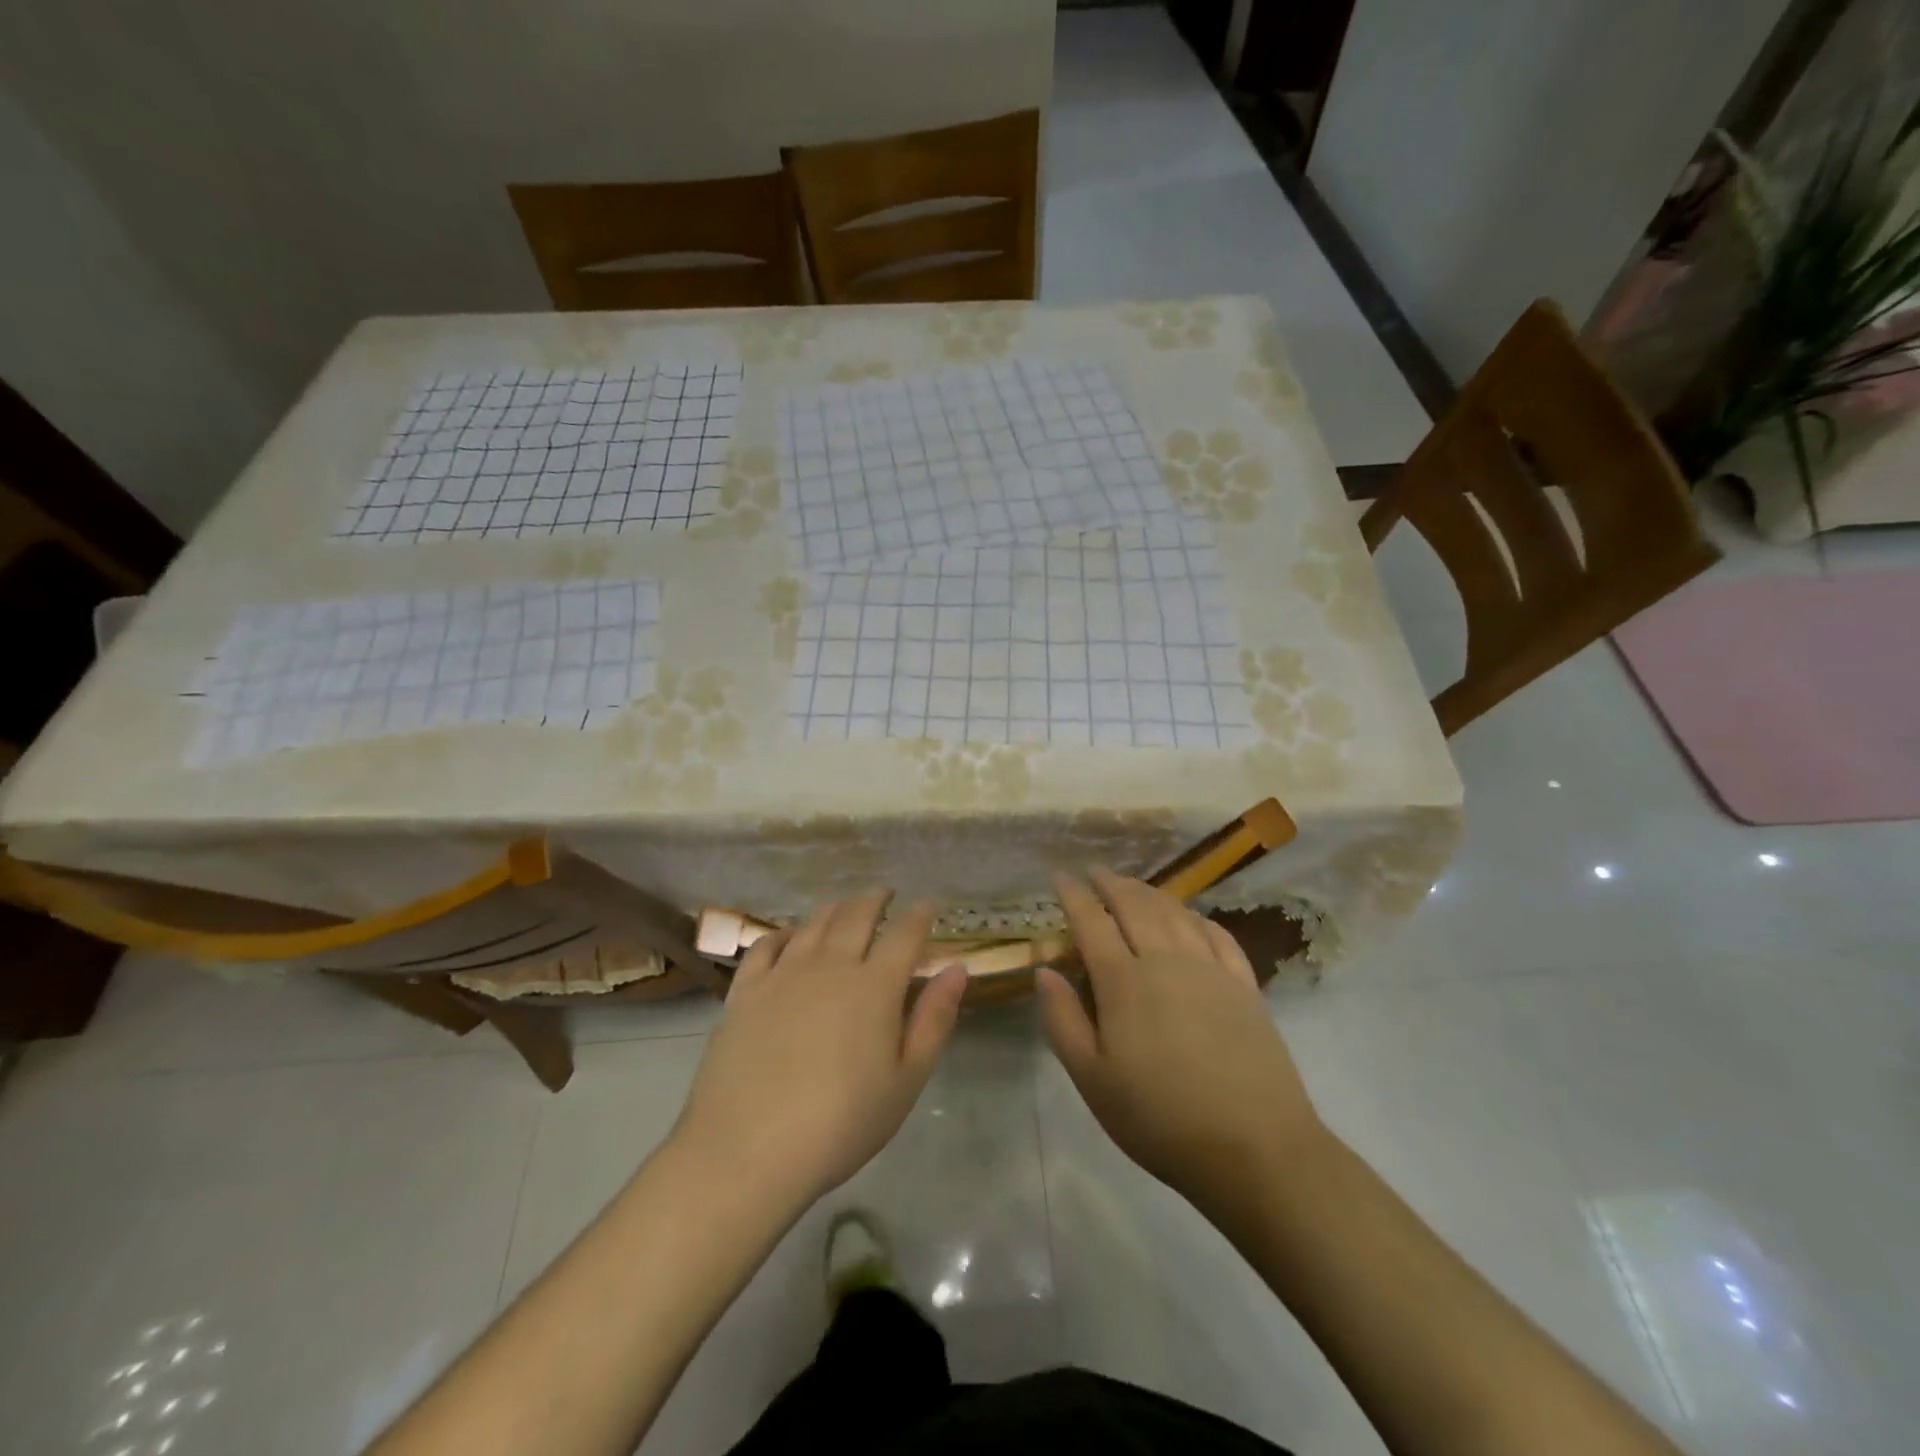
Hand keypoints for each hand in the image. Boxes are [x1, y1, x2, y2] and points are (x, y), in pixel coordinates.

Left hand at [671, 890, 968, 1210]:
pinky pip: (766, 945)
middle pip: (857, 916)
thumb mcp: (905, 1081)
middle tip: (886, 894)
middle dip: (876, 899)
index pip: (904, 935)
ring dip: (835, 908)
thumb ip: (933, 1019)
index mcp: (875, 986)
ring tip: (846, 906)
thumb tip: (956, 969)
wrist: (748, 1150)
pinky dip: (785, 932)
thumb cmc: (841, 1124)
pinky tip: (791, 936)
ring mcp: (783, 974)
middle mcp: (831, 966)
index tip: (928, 904)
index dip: (919, 915)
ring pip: (814, 924)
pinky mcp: (745, 991)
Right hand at [1037, 869, 1323, 1217]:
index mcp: (1124, 981)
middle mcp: (1166, 960)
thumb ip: (1063, 1020)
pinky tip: (1190, 917)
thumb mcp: (1092, 1080)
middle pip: (1134, 906)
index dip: (1073, 895)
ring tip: (1133, 885)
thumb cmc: (1159, 1118)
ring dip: (1149, 892)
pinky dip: (1196, 917)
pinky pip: (1217, 934)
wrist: (1254, 1148)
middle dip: (1110, 883)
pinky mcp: (1245, 986)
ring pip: (1175, 913)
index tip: (1059, 875)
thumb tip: (1044, 970)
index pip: (1091, 922)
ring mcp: (1210, 969)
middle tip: (1094, 871)